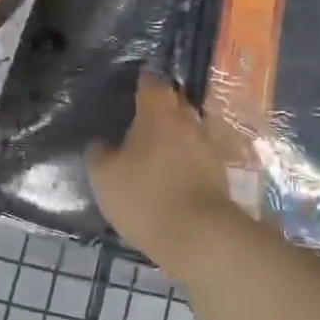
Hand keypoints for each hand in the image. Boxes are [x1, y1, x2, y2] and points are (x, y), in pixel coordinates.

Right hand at [88, 73, 245, 262]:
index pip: (153, 85)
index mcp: (158, 115)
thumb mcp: (105, 178)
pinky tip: (175, 171)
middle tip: (144, 116)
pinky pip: (200, 156)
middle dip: (163, 106)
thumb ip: (99, 155)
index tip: (135, 86)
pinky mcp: (220, 175)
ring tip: (159, 146)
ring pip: (191, 130)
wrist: (199, 236)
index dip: (144, 82)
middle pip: (177, 103)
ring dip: (178, 134)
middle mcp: (188, 123)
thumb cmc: (145, 197)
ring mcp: (209, 149)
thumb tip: (100, 144)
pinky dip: (188, 158)